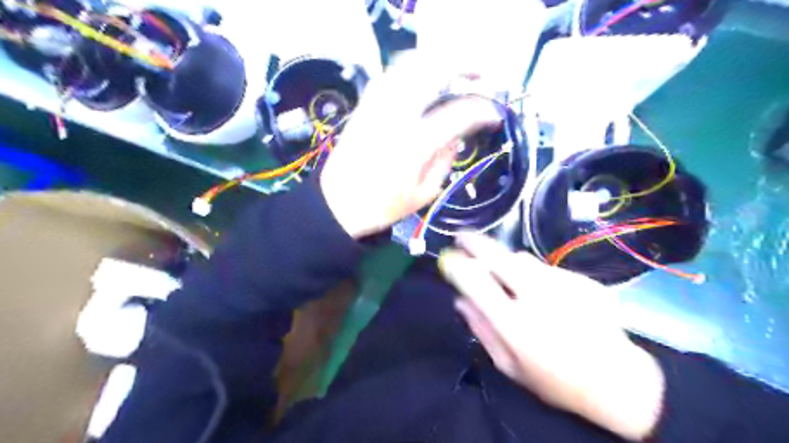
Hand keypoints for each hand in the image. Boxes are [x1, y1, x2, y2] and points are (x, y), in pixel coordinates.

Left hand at [320, 57, 498, 240]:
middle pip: (434, 71)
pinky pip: (392, 74)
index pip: (458, 113)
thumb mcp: (424, 194)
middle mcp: (395, 116)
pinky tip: (426, 79)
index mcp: (414, 145)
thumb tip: (456, 135)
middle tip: (484, 77)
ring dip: (440, 61)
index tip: (496, 114)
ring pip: (411, 64)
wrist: (337, 204)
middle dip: (466, 66)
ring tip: (459, 72)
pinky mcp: (365, 105)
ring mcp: (377, 106)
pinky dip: (415, 68)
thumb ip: (445, 160)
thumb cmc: (382, 207)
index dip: (483, 110)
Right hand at [438, 234, 663, 441]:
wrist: (618, 381)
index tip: (448, 257)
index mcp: (515, 325)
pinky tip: (548, 295)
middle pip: (499, 258)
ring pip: (523, 259)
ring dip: (508, 263)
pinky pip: (548, 269)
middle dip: (475, 243)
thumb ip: (481, 329)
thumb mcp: (508, 365)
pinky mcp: (583, 280)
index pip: (476, 282)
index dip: (458, 265)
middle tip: (463, 237)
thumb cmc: (555, 380)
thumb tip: (459, 300)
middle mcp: (539, 298)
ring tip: (510, 279)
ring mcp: (564, 285)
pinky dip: (538, 275)